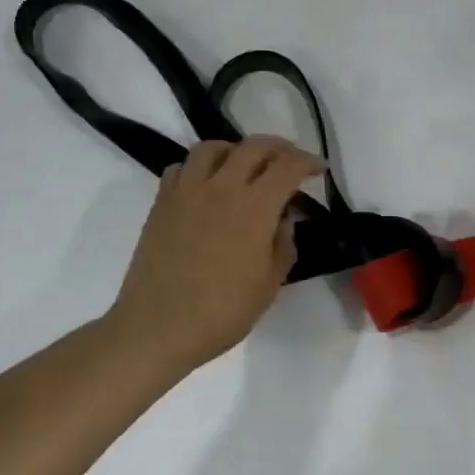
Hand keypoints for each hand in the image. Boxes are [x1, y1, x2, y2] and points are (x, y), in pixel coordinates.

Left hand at [106, 138, 323, 376]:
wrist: (157, 327)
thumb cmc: (221, 313)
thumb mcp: (269, 285)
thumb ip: (282, 245)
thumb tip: (283, 219)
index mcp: (254, 208)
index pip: (287, 167)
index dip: (307, 162)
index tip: (317, 169)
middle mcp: (221, 188)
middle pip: (253, 147)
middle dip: (278, 148)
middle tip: (289, 160)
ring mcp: (187, 192)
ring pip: (212, 147)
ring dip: (235, 149)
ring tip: (244, 164)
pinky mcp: (162, 202)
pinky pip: (182, 167)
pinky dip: (199, 167)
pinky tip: (206, 184)